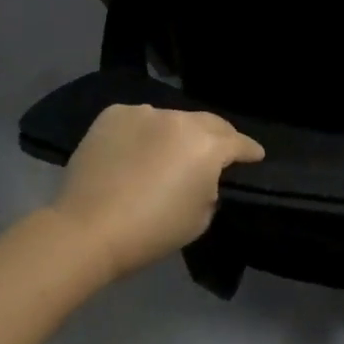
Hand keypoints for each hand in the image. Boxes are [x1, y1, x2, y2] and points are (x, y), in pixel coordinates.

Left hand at [48, 105, 263, 281]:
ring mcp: (144, 112)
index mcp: (207, 145)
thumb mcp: (199, 218)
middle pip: (208, 123)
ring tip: (166, 154)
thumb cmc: (151, 232)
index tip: (256, 156)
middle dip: (217, 137)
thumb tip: (203, 176)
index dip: (250, 151)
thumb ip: (210, 187)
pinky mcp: (114, 114)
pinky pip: (138, 120)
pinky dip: (142, 133)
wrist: (87, 229)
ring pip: (171, 120)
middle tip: (217, 153)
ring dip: (175, 134)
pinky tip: (133, 152)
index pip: (239, 142)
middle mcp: (180, 119)